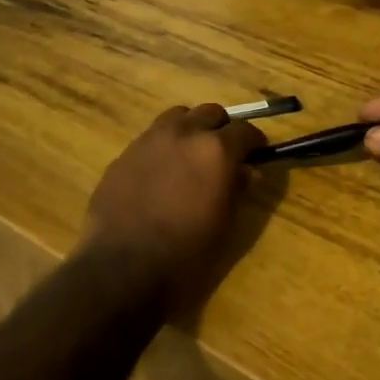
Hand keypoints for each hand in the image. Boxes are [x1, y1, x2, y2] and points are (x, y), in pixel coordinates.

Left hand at [82, 105, 267, 281]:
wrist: (122, 266)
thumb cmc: (186, 253)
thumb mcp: (224, 225)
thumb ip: (238, 190)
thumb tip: (248, 171)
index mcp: (215, 150)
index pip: (244, 130)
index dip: (254, 141)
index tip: (257, 153)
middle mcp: (183, 134)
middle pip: (210, 113)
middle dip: (222, 128)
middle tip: (225, 152)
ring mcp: (149, 140)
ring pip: (177, 117)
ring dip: (190, 129)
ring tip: (191, 155)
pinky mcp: (123, 154)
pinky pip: (150, 138)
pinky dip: (163, 146)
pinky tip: (161, 173)